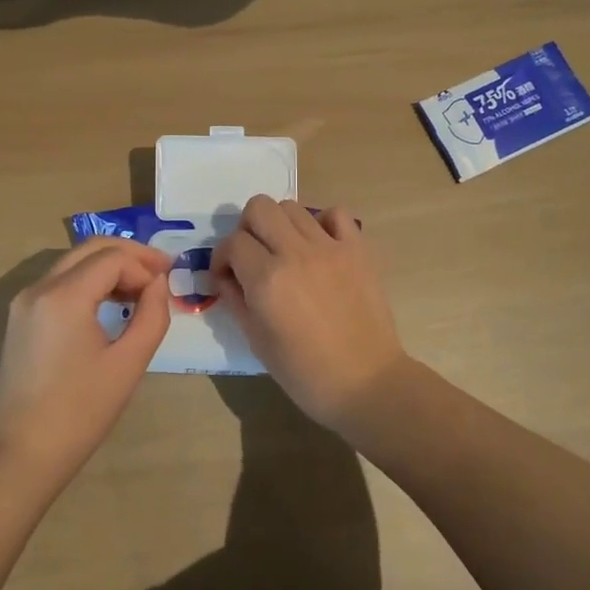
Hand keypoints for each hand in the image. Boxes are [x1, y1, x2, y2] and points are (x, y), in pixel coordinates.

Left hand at [0, 238, 172, 482]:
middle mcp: (38, 288)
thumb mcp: (128, 363)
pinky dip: (88, 282)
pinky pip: (59, 282)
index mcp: (63, 296)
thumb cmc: (80, 412)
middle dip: (129, 255)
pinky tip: (110, 303)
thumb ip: (151, 315)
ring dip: (109, 267)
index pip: (112, 258)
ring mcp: (24, 302)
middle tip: (161, 271)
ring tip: (141, 290)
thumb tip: (158, 285)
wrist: (22, 455)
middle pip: (90, 249)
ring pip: (73, 262)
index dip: (145, 267)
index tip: (167, 287)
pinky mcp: (20, 318)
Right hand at [212, 197, 408, 430]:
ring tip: (285, 252)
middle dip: (247, 229)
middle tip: (252, 256)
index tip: (227, 277)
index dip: (222, 258)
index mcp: (267, 279)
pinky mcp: (357, 249)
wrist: (366, 382)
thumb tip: (225, 276)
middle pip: (259, 207)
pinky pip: (335, 214)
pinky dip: (321, 223)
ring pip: (292, 206)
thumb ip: (236, 300)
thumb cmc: (305, 373)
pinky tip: (318, 246)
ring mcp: (330, 247)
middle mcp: (296, 253)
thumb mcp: (257, 341)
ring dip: (279, 225)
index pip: (232, 243)